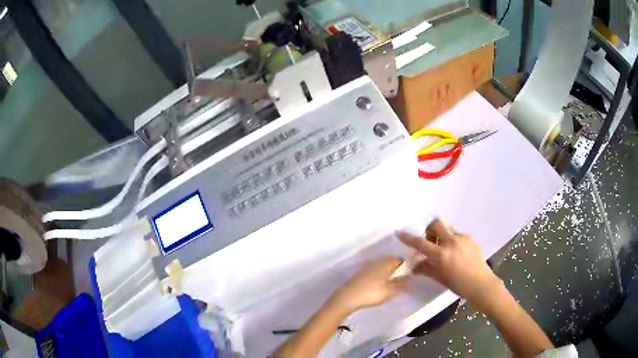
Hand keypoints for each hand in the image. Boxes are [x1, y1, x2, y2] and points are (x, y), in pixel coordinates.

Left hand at [331, 257, 404, 311]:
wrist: (348, 297)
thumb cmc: (372, 293)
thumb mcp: (390, 290)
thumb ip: (401, 282)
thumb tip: (410, 276)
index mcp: (385, 263)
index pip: (399, 260)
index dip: (406, 266)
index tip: (409, 274)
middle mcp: (376, 261)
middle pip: (389, 262)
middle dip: (396, 269)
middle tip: (400, 279)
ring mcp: (366, 267)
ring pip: (381, 266)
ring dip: (386, 272)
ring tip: (390, 283)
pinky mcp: (359, 274)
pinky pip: (373, 271)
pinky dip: (378, 276)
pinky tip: (378, 285)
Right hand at [399, 219, 500, 308]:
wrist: (481, 284)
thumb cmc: (459, 285)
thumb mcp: (440, 278)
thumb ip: (426, 269)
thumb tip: (414, 265)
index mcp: (442, 255)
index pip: (421, 243)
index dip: (409, 238)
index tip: (400, 232)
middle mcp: (452, 242)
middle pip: (437, 224)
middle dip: (429, 228)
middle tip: (429, 240)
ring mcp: (463, 239)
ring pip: (448, 229)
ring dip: (442, 236)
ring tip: (445, 250)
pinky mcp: (471, 239)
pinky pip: (458, 235)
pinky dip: (453, 241)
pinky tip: (456, 253)